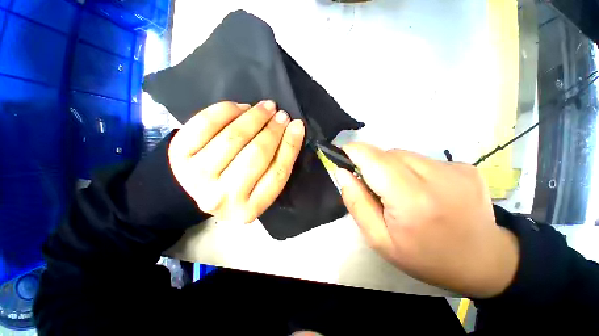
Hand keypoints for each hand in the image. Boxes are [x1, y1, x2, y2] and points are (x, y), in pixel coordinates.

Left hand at [168, 101, 304, 222]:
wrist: (197, 189)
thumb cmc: (237, 188)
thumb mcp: (261, 186)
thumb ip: (278, 163)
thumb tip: (294, 129)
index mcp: (249, 209)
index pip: (277, 173)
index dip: (290, 146)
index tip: (297, 125)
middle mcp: (222, 197)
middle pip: (256, 155)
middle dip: (273, 129)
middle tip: (281, 115)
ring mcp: (197, 177)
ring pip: (233, 138)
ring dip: (253, 117)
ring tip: (265, 108)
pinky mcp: (179, 156)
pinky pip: (205, 124)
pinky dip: (225, 111)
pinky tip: (239, 107)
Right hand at [335, 143, 518, 297]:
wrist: (482, 261)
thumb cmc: (424, 256)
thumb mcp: (379, 239)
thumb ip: (356, 202)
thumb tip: (342, 172)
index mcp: (412, 200)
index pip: (374, 160)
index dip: (354, 151)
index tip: (341, 154)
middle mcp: (437, 177)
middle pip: (388, 154)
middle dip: (372, 165)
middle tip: (375, 188)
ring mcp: (456, 169)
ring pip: (404, 154)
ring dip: (392, 168)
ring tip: (400, 191)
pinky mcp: (465, 167)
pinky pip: (423, 159)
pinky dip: (412, 170)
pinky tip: (423, 190)